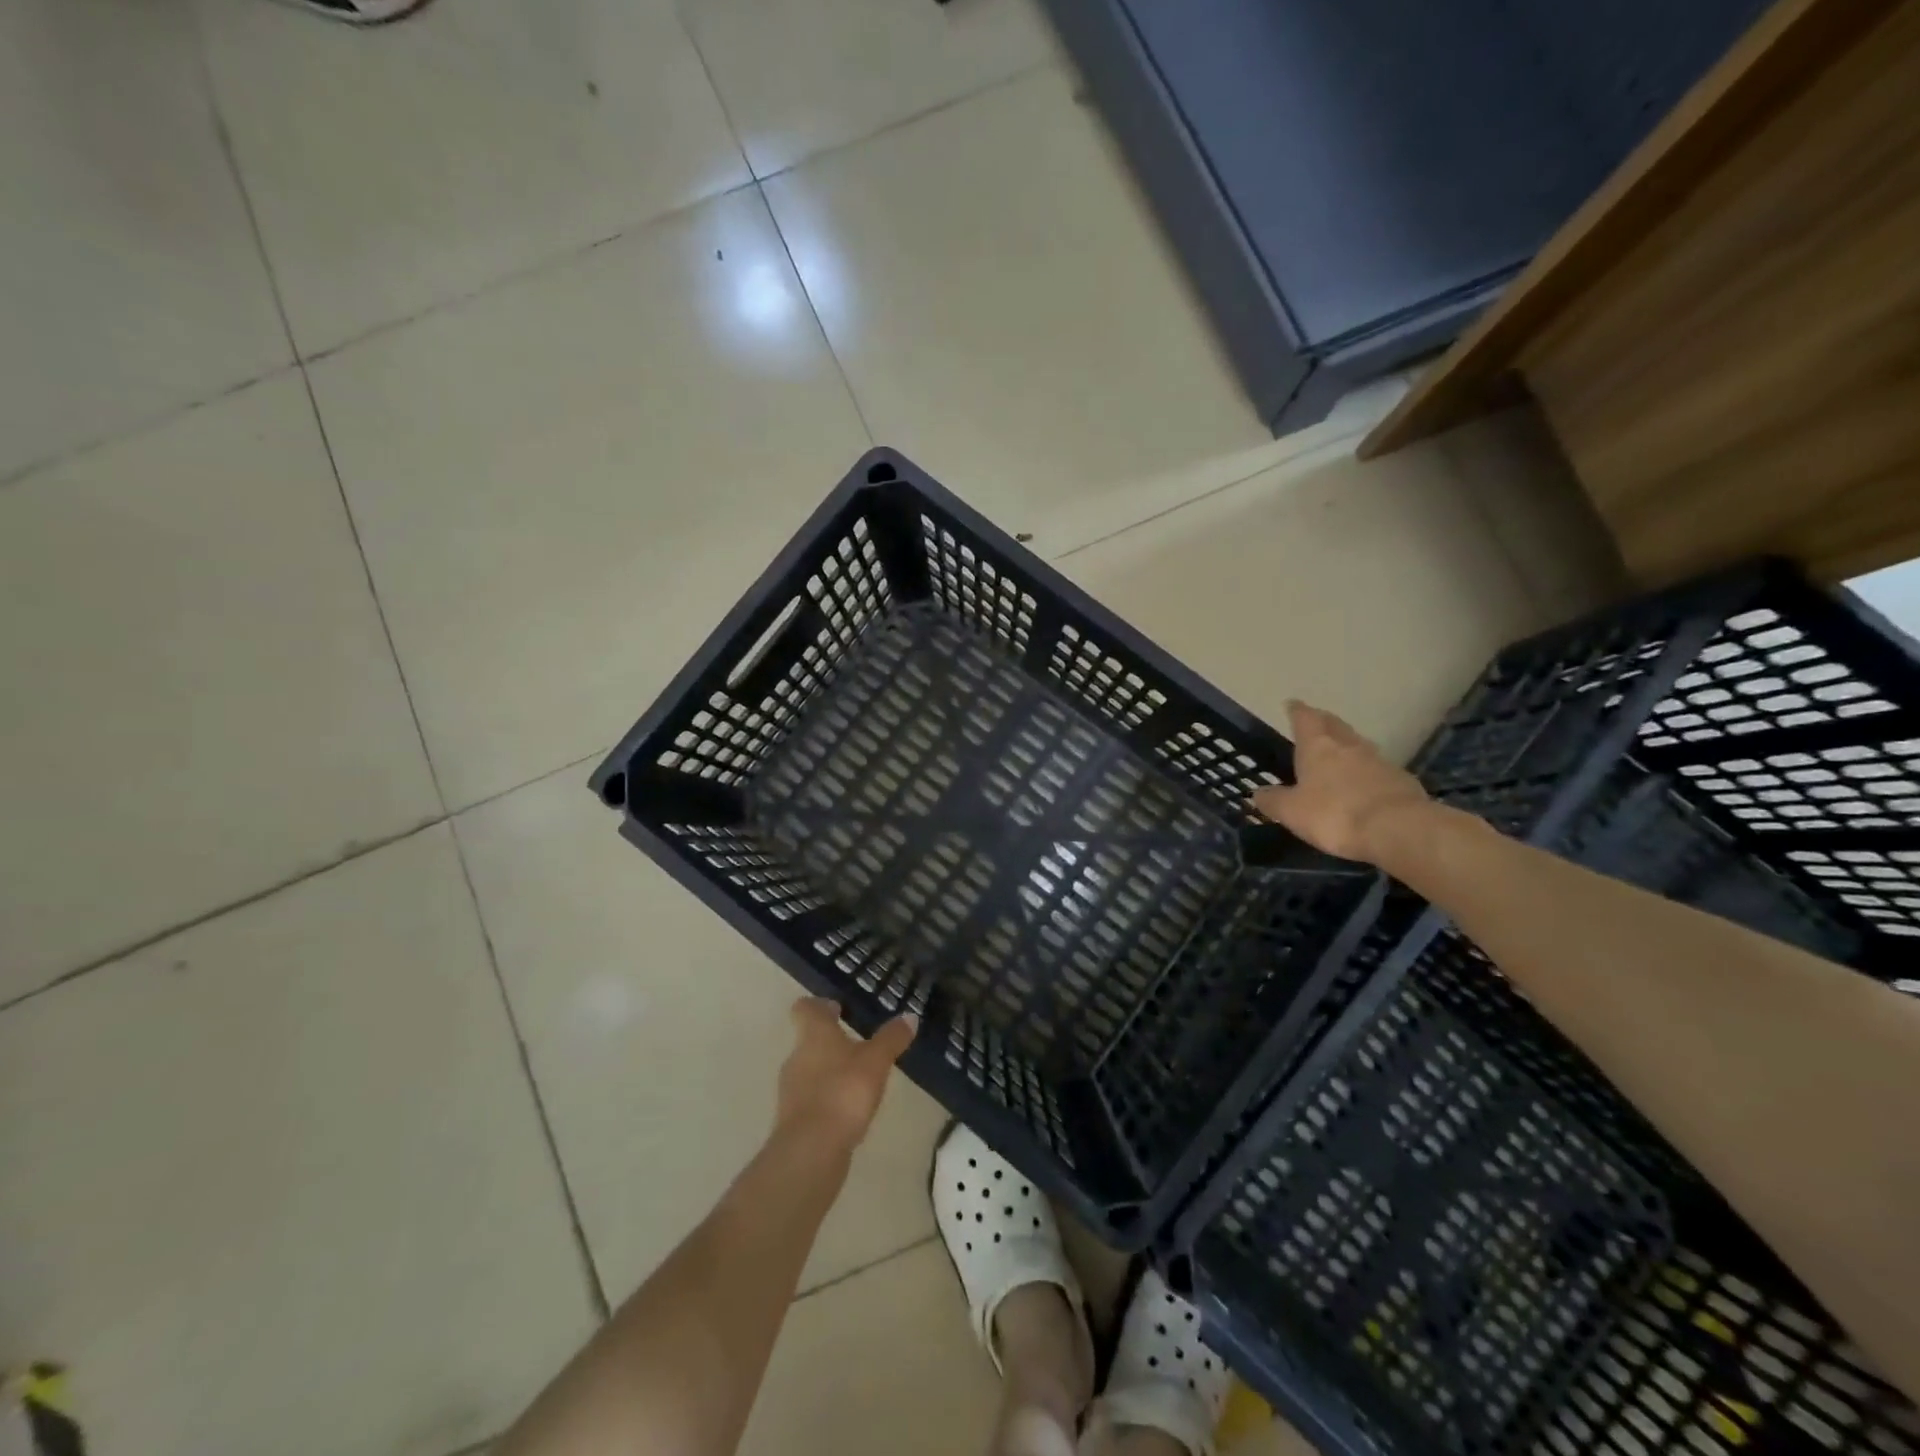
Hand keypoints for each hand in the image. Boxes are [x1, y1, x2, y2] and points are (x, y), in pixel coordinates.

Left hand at [775, 998, 915, 1150]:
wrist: (810, 1151)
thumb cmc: (843, 1092)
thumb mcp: (876, 1062)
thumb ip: (891, 1038)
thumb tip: (909, 1016)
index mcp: (813, 1035)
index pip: (805, 1008)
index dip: (819, 1005)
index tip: (837, 1008)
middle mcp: (797, 1056)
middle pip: (809, 1040)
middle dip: (832, 1040)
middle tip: (859, 1043)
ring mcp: (791, 1090)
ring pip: (810, 1069)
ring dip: (830, 1070)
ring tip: (859, 1077)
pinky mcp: (794, 1119)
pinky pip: (812, 1098)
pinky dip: (828, 1098)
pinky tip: (849, 1109)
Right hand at [1252, 701, 1433, 864]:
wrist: (1397, 829)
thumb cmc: (1334, 814)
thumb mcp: (1291, 812)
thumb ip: (1273, 800)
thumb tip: (1259, 793)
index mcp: (1318, 747)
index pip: (1305, 718)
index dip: (1297, 711)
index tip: (1292, 704)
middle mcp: (1349, 746)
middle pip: (1335, 725)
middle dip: (1323, 721)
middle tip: (1315, 721)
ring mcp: (1379, 761)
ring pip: (1358, 745)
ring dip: (1347, 744)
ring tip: (1338, 752)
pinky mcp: (1401, 780)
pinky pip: (1378, 768)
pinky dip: (1366, 770)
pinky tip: (1363, 783)